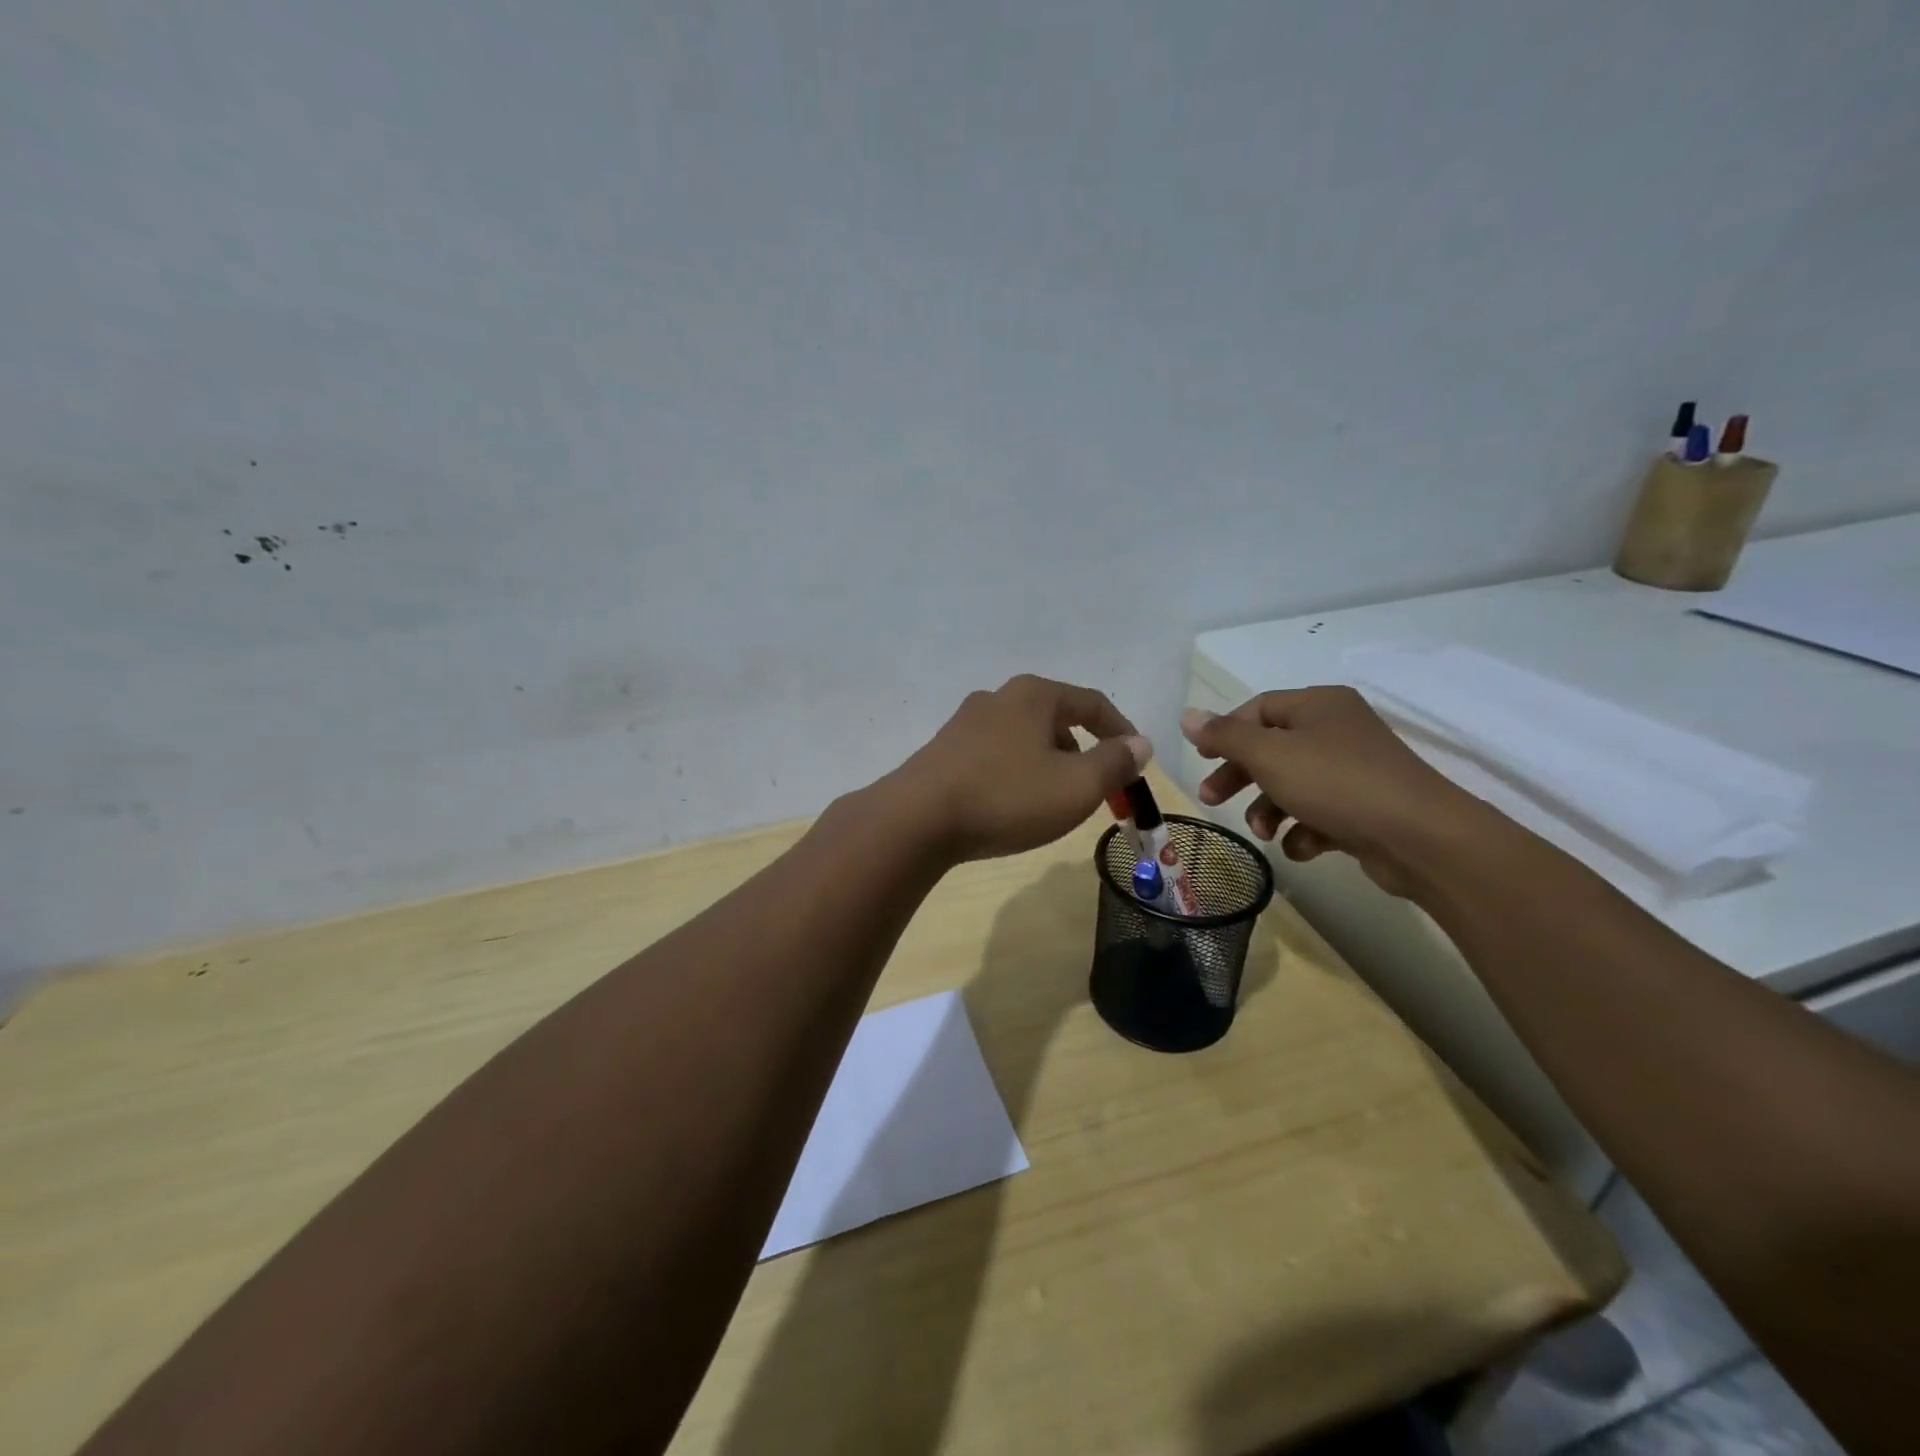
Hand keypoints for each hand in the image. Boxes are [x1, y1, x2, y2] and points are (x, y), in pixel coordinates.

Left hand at [888, 675, 1151, 862]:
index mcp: (1034, 695)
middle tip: (1092, 788)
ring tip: (1052, 801)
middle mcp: (997, 698)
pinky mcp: (943, 751)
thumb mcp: (1076, 785)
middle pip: (1055, 719)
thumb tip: (1139, 743)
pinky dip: (1015, 773)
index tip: (1136, 760)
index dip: (1121, 731)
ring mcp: (965, 723)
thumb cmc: (1007, 797)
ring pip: (1023, 738)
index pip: (1092, 703)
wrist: (917, 820)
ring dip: (1047, 764)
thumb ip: (1114, 763)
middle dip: (1082, 751)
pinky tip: (1010, 804)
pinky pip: (995, 756)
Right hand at [1180, 687, 1481, 898]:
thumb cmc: (1336, 783)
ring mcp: (1355, 771)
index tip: (1201, 759)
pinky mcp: (1365, 809)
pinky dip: (1304, 830)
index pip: (1259, 709)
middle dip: (1240, 777)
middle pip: (1272, 749)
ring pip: (1293, 785)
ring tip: (1262, 832)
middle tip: (1210, 799)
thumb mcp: (1270, 755)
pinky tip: (1303, 846)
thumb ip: (1226, 736)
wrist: (1420, 838)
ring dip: (1268, 809)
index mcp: (1319, 705)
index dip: (1226, 732)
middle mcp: (1338, 731)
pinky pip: (1320, 813)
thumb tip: (1188, 716)